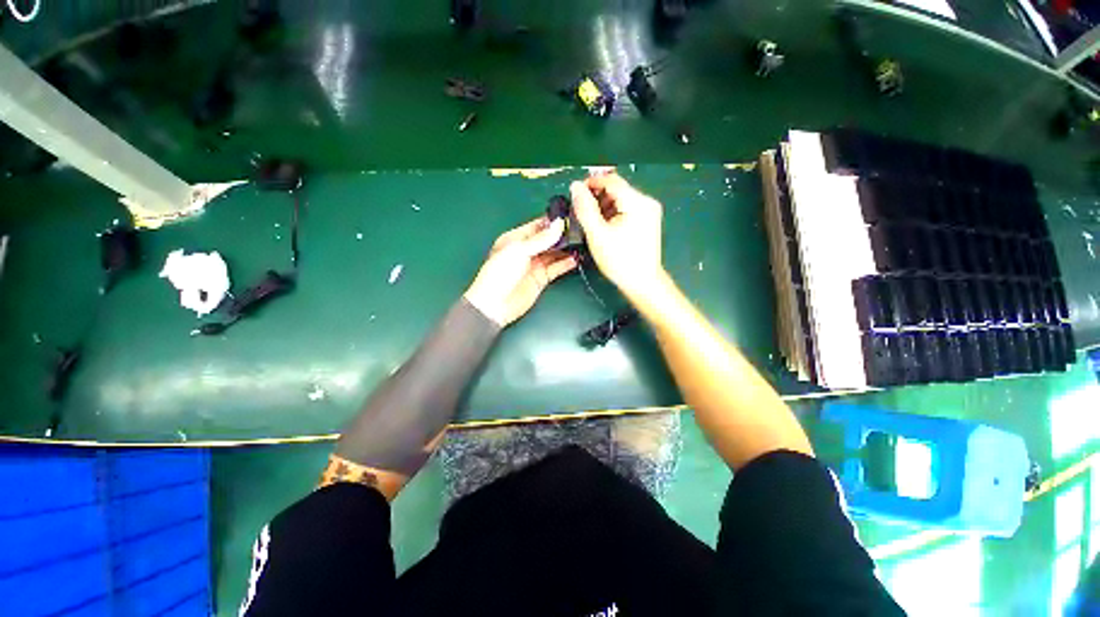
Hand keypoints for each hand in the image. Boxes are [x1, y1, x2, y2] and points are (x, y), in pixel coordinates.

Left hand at [464, 217, 577, 326]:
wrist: (495, 305)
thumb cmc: (500, 273)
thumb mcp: (519, 251)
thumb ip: (541, 239)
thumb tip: (558, 225)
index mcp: (515, 239)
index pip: (537, 226)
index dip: (552, 222)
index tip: (569, 217)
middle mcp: (526, 250)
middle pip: (548, 240)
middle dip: (562, 236)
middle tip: (579, 231)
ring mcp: (534, 265)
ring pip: (554, 253)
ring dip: (566, 250)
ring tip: (581, 244)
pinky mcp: (541, 278)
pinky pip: (556, 268)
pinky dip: (566, 264)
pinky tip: (575, 259)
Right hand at [569, 174, 664, 301]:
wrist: (642, 282)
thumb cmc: (619, 260)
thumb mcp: (597, 234)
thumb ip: (585, 208)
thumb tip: (575, 186)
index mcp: (637, 202)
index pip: (611, 180)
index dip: (591, 183)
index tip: (575, 194)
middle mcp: (646, 202)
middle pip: (616, 189)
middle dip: (596, 197)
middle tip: (581, 211)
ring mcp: (649, 211)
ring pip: (620, 199)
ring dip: (603, 206)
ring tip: (591, 222)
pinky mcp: (647, 221)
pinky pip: (626, 209)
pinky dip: (613, 214)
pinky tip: (604, 227)